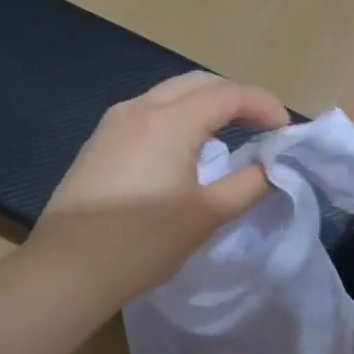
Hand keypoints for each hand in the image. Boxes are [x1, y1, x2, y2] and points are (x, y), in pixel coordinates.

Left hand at [29, 72, 289, 304]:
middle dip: (236, 98)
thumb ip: (250, 183)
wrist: (68, 269)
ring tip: (230, 134)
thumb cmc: (144, 241)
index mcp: (171, 120)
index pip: (229, 94)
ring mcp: (115, 122)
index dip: (264, 105)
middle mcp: (141, 107)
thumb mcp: (208, 215)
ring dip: (206, 105)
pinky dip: (179, 117)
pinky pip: (150, 112)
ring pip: (171, 94)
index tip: (285, 130)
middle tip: (262, 126)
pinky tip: (186, 149)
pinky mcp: (100, 141)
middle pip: (199, 83)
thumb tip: (274, 166)